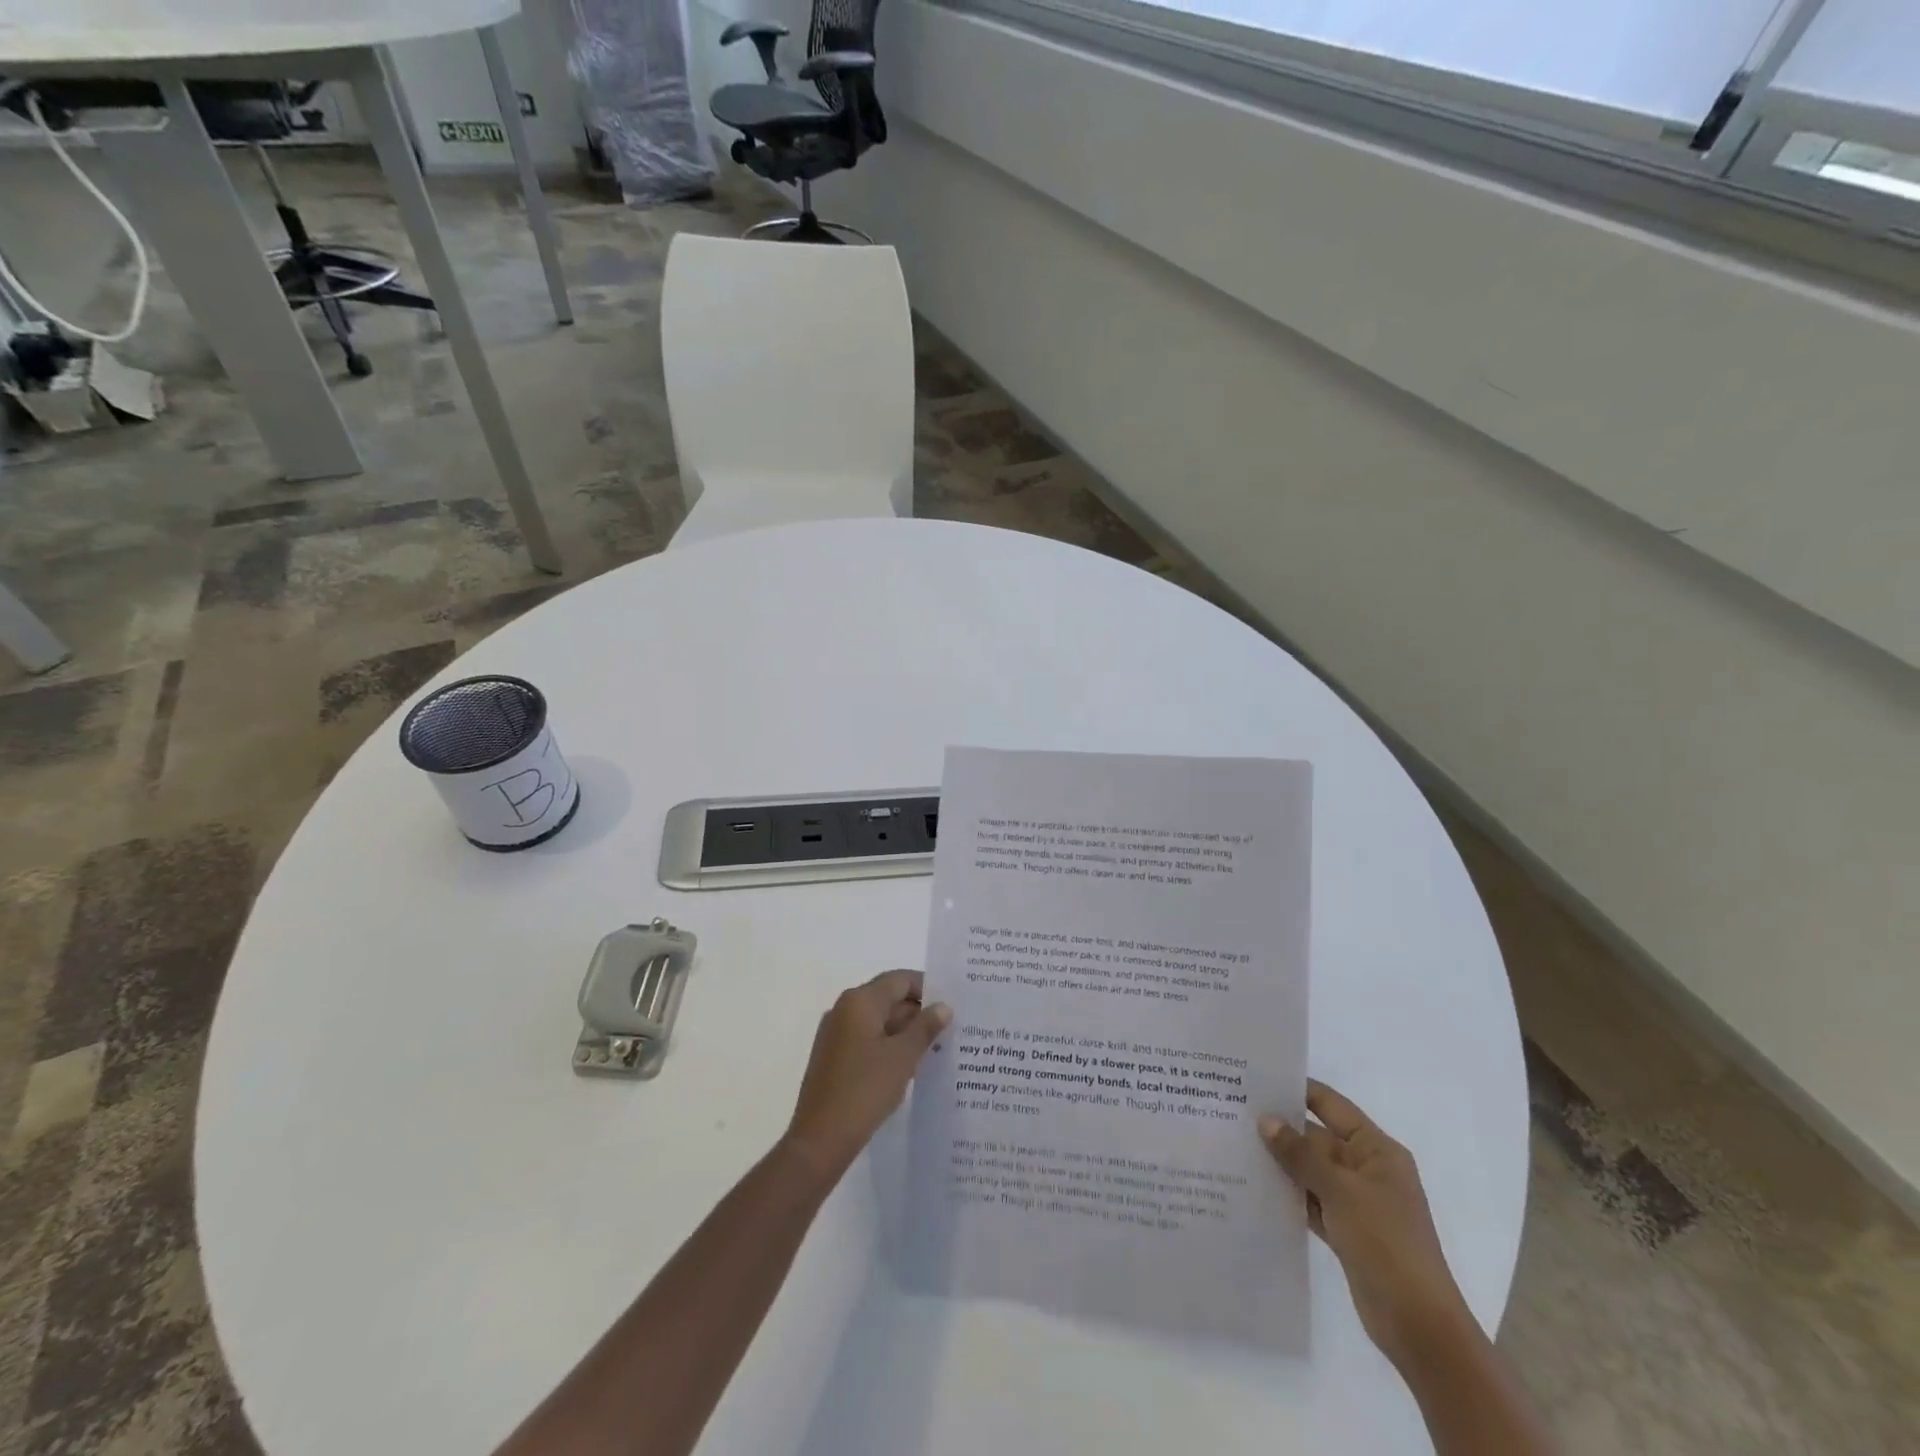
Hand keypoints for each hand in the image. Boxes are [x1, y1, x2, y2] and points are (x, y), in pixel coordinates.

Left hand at [784, 970, 950, 1181]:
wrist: (820, 1139)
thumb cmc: (864, 1090)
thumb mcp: (903, 1057)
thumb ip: (925, 1027)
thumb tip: (943, 1006)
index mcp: (859, 1001)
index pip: (900, 979)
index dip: (928, 987)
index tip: (953, 1004)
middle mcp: (844, 1009)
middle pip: (889, 998)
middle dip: (919, 1012)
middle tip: (952, 1029)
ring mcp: (836, 1034)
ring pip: (879, 1021)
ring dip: (906, 1032)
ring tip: (938, 1048)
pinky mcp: (834, 1057)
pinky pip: (868, 1040)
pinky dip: (890, 1046)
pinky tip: (911, 1065)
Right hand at [1259, 1081, 1470, 1365]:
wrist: (1419, 1326)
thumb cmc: (1387, 1244)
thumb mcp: (1341, 1192)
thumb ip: (1301, 1155)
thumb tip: (1265, 1120)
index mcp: (1377, 1150)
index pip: (1332, 1106)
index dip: (1298, 1090)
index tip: (1256, 1079)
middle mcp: (1367, 1169)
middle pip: (1317, 1138)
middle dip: (1281, 1129)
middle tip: (1233, 1112)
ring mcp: (1356, 1202)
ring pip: (1311, 1170)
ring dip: (1281, 1162)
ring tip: (1234, 1144)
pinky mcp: (1345, 1231)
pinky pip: (1310, 1200)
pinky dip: (1288, 1194)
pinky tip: (1254, 1186)